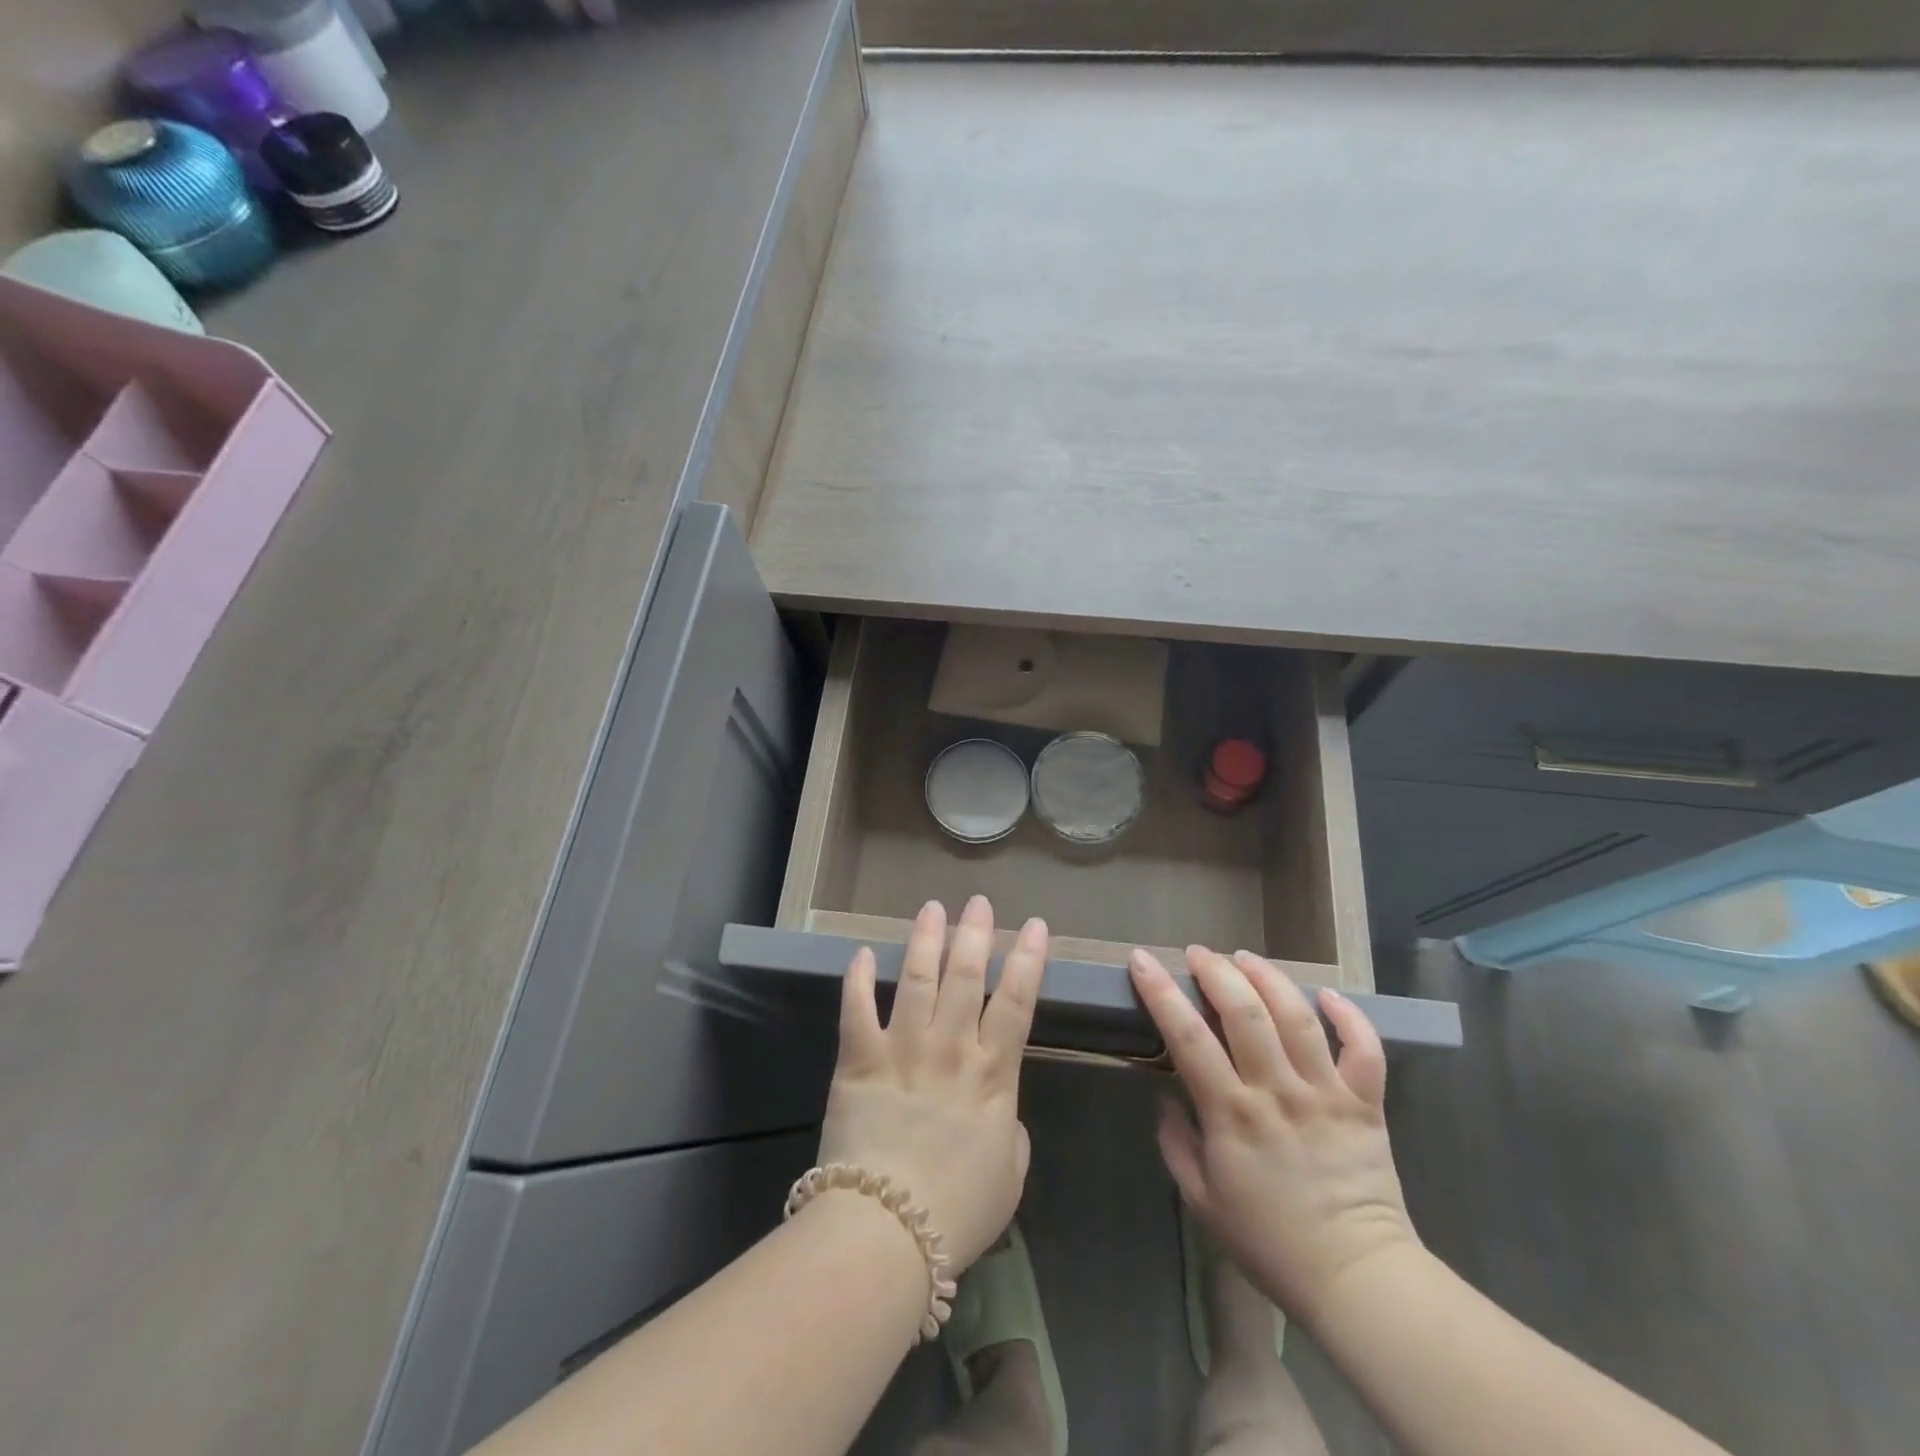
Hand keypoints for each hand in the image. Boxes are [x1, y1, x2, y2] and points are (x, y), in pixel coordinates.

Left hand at [816, 896, 1047, 1270]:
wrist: (888, 1231)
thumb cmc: (959, 1210)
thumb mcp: (1010, 1173)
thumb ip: (1011, 1129)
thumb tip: (999, 1108)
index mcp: (992, 1073)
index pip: (1017, 1001)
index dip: (1028, 959)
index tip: (1034, 925)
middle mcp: (950, 1047)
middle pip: (966, 976)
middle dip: (974, 933)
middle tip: (978, 902)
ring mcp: (902, 1048)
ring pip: (917, 978)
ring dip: (925, 940)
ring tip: (932, 908)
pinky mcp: (859, 1060)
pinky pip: (856, 1009)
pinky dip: (857, 979)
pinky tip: (862, 953)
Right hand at [1129, 946, 1418, 1327]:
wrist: (1356, 1279)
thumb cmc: (1269, 1242)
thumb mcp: (1201, 1200)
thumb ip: (1176, 1143)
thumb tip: (1164, 1096)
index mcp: (1232, 1114)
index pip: (1187, 1037)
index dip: (1161, 992)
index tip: (1142, 960)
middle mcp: (1277, 1092)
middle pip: (1245, 1012)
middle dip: (1216, 971)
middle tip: (1198, 954)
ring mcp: (1325, 1094)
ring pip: (1297, 1017)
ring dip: (1268, 978)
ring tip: (1245, 957)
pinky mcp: (1365, 1104)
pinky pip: (1364, 1050)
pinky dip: (1349, 1016)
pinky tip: (1327, 994)